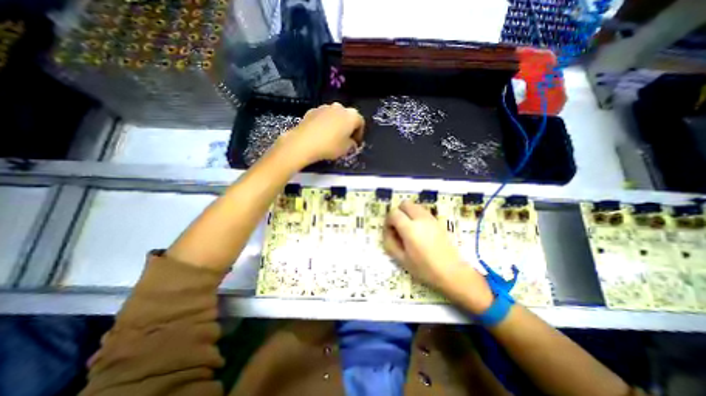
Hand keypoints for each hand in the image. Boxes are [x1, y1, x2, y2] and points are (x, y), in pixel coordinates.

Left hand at [275, 103, 366, 165]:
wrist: (304, 142)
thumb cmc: (330, 146)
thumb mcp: (346, 149)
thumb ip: (352, 144)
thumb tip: (352, 142)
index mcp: (352, 115)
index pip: (360, 123)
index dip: (359, 134)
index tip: (355, 144)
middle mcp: (339, 107)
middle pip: (347, 117)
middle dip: (347, 128)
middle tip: (345, 140)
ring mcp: (324, 107)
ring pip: (334, 116)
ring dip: (336, 125)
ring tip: (331, 137)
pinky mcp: (312, 110)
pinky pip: (323, 117)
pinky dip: (324, 124)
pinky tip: (320, 135)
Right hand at [385, 202, 492, 314]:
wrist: (452, 272)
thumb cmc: (425, 269)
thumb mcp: (401, 259)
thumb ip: (390, 242)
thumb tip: (387, 230)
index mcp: (410, 228)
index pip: (393, 213)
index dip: (388, 221)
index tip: (390, 231)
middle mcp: (420, 218)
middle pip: (404, 203)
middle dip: (398, 212)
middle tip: (398, 227)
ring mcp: (431, 218)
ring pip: (414, 205)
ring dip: (408, 213)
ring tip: (408, 229)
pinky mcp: (438, 221)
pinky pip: (423, 211)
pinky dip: (416, 215)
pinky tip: (419, 230)